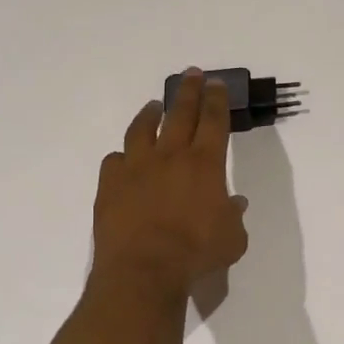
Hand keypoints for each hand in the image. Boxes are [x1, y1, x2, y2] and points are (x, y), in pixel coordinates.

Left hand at [92, 69, 249, 298]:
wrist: (144, 269)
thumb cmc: (196, 254)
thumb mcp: (232, 240)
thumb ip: (234, 217)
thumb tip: (234, 204)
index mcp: (204, 164)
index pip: (213, 121)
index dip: (216, 99)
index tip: (216, 83)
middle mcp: (170, 156)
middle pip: (180, 113)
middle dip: (188, 91)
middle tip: (191, 74)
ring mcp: (135, 167)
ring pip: (142, 129)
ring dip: (150, 114)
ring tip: (154, 107)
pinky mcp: (109, 184)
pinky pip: (115, 161)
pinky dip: (122, 158)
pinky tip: (124, 160)